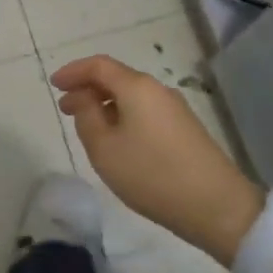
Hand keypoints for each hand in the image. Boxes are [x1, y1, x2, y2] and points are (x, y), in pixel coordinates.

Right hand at [50, 54, 263, 265]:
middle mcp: (157, 89)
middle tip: (66, 108)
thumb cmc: (153, 175)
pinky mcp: (185, 129)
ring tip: (88, 128)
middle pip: (116, 78)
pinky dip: (124, 116)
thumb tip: (85, 99)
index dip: (73, 71)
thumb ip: (87, 117)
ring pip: (131, 96)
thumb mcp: (105, 149)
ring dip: (106, 105)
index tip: (54, 85)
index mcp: (136, 87)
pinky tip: (118, 141)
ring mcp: (174, 108)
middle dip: (87, 89)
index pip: (98, 65)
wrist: (218, 207)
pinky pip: (145, 111)